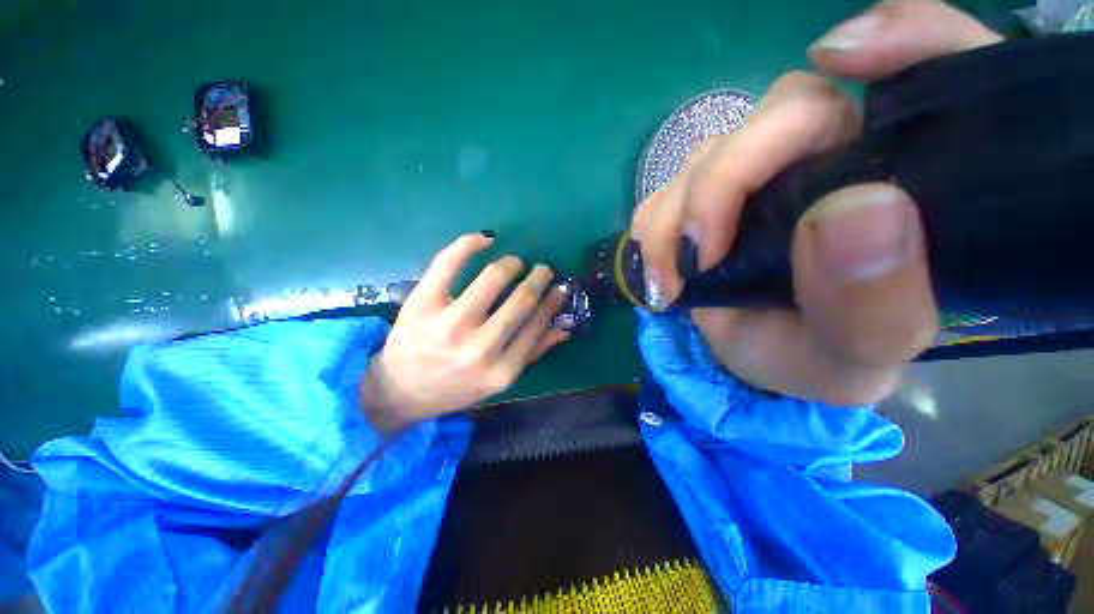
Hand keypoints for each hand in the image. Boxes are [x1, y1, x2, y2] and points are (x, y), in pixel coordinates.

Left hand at [361, 233, 570, 430]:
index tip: (560, 286)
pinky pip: (449, 263)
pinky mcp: (421, 304)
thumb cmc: (456, 386)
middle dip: (539, 277)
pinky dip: (469, 244)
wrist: (402, 390)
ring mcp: (448, 325)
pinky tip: (485, 239)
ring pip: (493, 278)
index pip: (537, 324)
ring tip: (514, 263)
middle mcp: (479, 349)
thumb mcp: (497, 380)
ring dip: (511, 263)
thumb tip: (564, 328)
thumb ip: (531, 353)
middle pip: (521, 299)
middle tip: (542, 269)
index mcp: (501, 370)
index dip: (553, 300)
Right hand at [632, 0, 1001, 405]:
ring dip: (673, 217)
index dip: (905, 37)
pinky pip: (666, 185)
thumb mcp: (859, 354)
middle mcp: (837, 156)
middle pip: (780, 111)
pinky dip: (652, 225)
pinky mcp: (708, 195)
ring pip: (707, 154)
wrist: (762, 360)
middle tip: (696, 257)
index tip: (843, 59)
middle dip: (721, 183)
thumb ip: (876, 302)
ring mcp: (761, 172)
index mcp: (906, 181)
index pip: (937, 67)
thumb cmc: (823, 359)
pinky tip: (660, 265)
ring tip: (670, 279)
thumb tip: (858, 208)